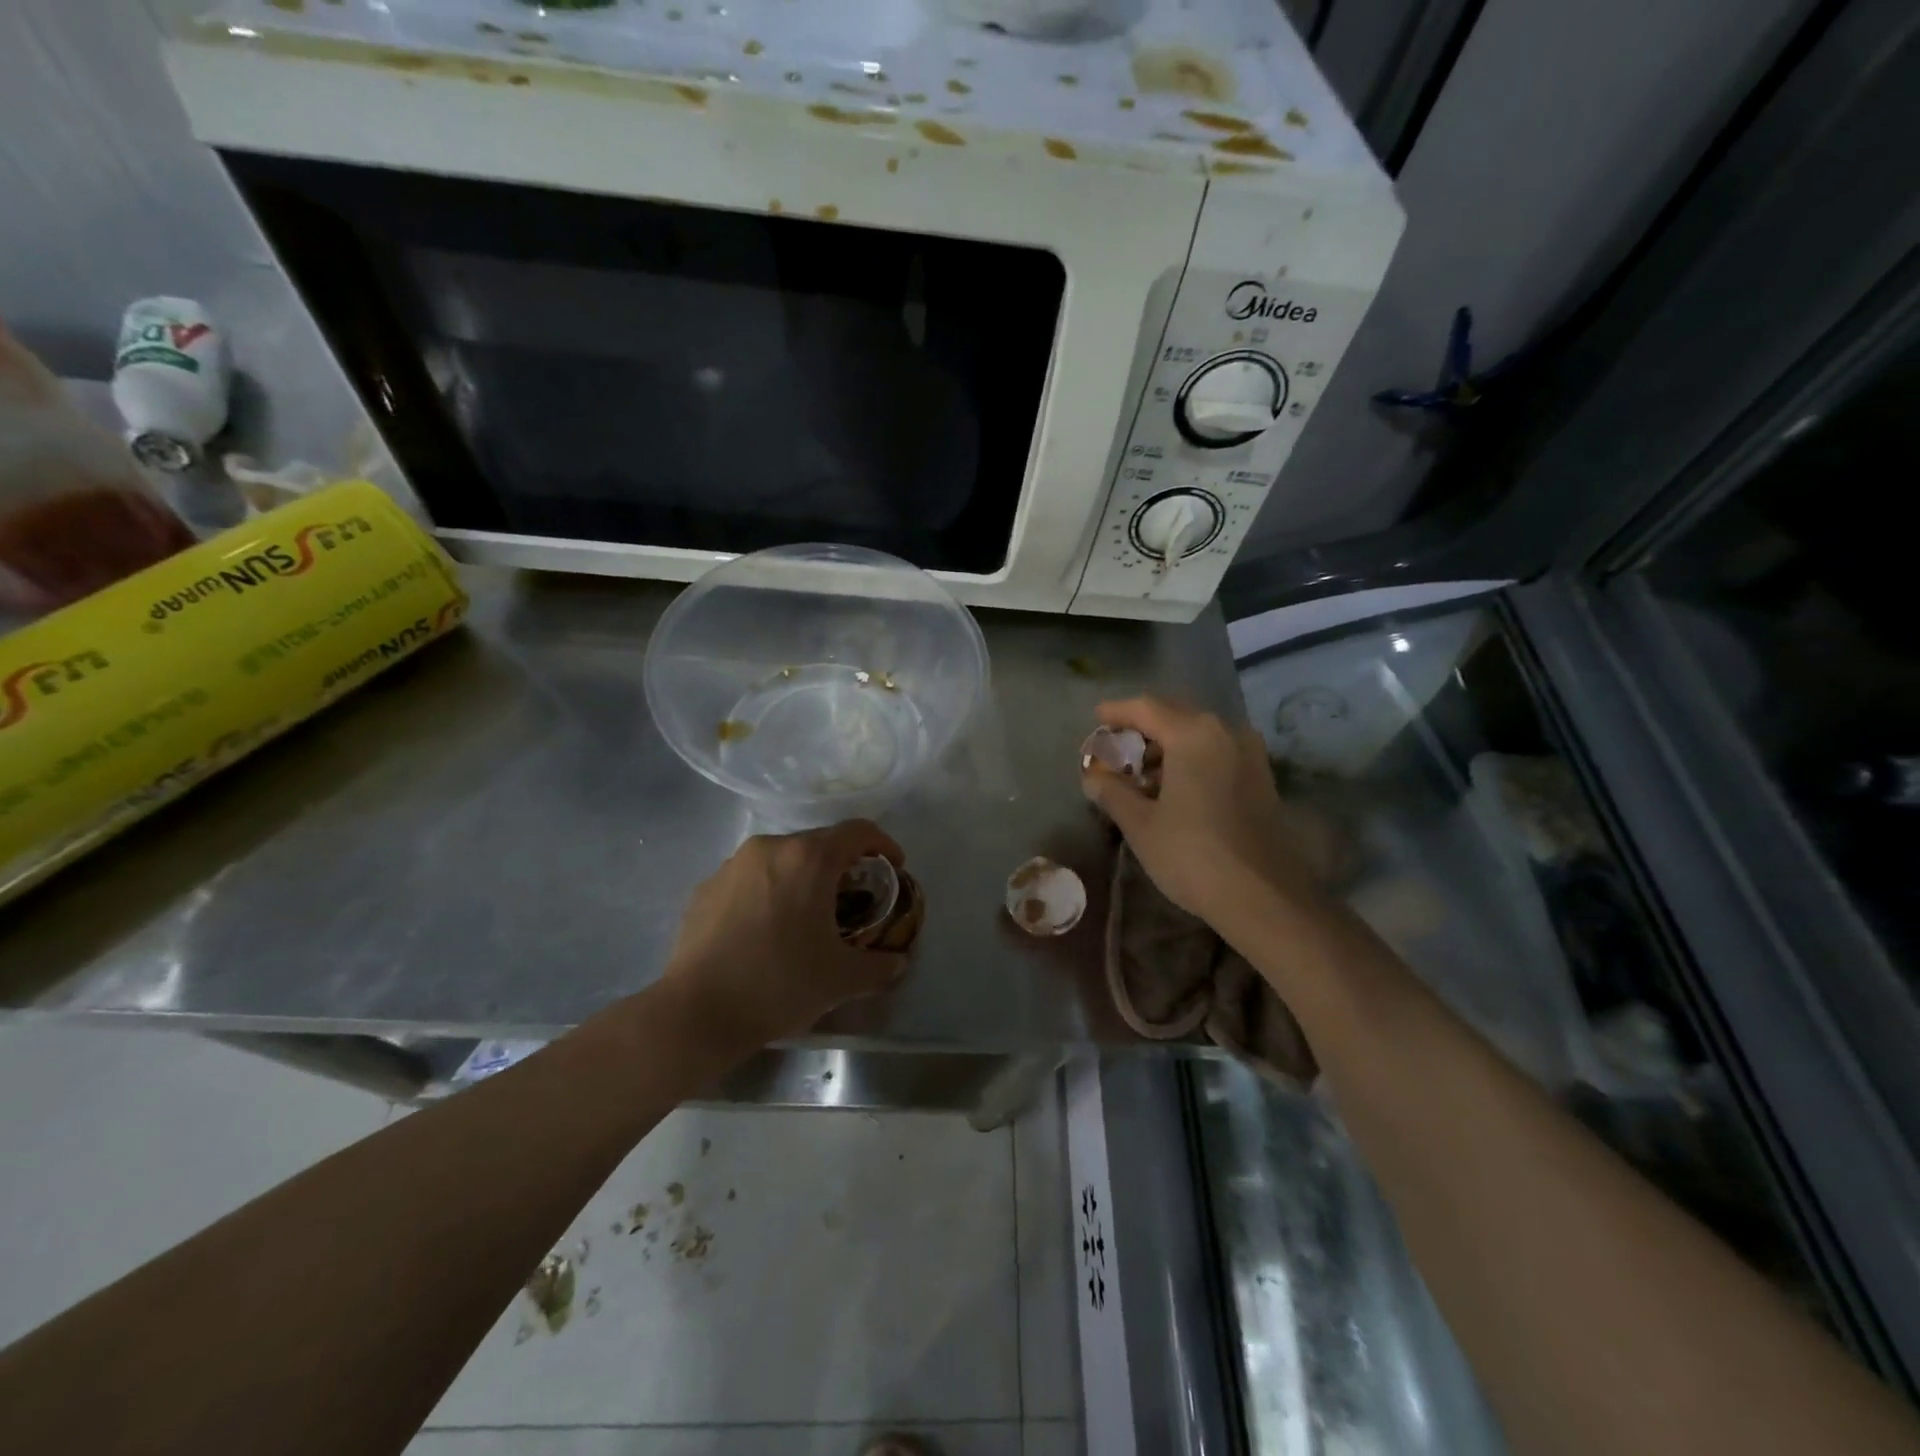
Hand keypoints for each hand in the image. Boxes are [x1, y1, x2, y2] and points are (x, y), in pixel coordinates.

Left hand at [659, 819, 907, 1049]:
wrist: (696, 1013)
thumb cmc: (779, 984)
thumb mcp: (842, 980)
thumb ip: (879, 966)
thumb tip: (896, 962)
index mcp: (809, 859)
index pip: (858, 831)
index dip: (883, 844)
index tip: (893, 867)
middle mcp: (770, 847)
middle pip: (819, 843)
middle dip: (842, 866)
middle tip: (853, 900)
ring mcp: (733, 865)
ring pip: (782, 859)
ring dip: (803, 878)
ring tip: (807, 916)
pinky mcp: (706, 887)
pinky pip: (750, 878)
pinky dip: (769, 892)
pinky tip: (766, 930)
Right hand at [1081, 697, 1321, 926]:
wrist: (1264, 899)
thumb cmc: (1192, 855)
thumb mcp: (1140, 823)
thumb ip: (1111, 791)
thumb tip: (1093, 776)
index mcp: (1194, 734)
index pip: (1146, 708)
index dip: (1117, 712)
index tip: (1095, 718)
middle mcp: (1226, 732)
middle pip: (1175, 715)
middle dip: (1142, 729)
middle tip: (1115, 749)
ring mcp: (1249, 754)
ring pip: (1198, 735)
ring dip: (1166, 747)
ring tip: (1140, 775)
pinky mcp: (1261, 778)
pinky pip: (1217, 753)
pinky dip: (1190, 759)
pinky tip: (1173, 788)